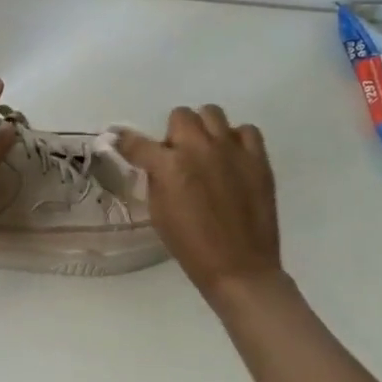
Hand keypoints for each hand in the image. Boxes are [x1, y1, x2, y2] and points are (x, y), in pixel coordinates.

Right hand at [116, 106, 285, 305]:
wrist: (240, 268)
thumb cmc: (191, 246)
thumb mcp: (158, 212)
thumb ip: (156, 178)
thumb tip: (155, 162)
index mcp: (169, 166)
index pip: (137, 142)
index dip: (126, 141)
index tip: (123, 142)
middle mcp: (199, 149)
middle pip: (180, 115)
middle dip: (173, 133)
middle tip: (178, 155)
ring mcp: (232, 150)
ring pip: (212, 113)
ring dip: (203, 129)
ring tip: (206, 151)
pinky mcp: (258, 159)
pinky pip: (246, 130)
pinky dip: (236, 139)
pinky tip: (232, 158)